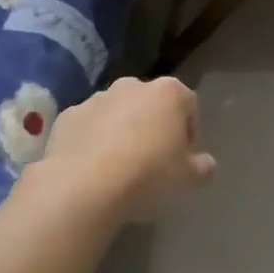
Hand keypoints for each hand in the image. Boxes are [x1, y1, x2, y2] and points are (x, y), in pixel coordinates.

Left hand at [42, 76, 215, 222]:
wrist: (83, 186)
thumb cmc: (147, 175)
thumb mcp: (187, 179)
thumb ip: (202, 167)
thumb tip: (206, 164)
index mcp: (169, 93)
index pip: (189, 104)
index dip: (189, 131)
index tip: (182, 157)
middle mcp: (132, 86)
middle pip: (151, 104)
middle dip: (153, 126)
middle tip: (152, 161)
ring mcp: (96, 98)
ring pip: (117, 113)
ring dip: (121, 131)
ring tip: (119, 168)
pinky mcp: (67, 116)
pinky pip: (88, 126)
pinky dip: (92, 140)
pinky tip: (92, 169)